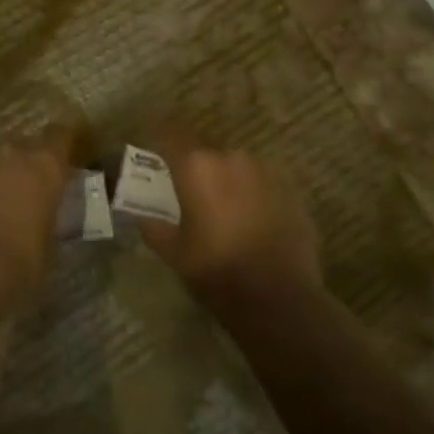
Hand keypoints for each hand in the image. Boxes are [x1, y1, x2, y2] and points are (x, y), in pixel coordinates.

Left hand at [0, 127, 73, 304]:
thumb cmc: (21, 258)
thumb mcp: (48, 242)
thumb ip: (47, 220)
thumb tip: (42, 223)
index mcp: (45, 164)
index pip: (61, 135)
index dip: (64, 143)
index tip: (68, 155)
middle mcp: (12, 153)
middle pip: (25, 145)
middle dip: (29, 161)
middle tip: (34, 186)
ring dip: (0, 175)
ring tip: (3, 203)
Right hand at [137, 138, 322, 310]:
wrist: (280, 299)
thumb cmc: (217, 271)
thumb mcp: (174, 253)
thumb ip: (154, 227)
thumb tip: (143, 215)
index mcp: (197, 166)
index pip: (171, 134)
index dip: (161, 137)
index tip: (155, 149)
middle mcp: (231, 157)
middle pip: (206, 150)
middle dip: (197, 166)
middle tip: (190, 190)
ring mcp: (266, 170)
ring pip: (237, 165)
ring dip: (227, 178)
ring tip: (224, 207)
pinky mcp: (291, 189)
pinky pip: (262, 182)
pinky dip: (253, 193)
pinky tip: (252, 219)